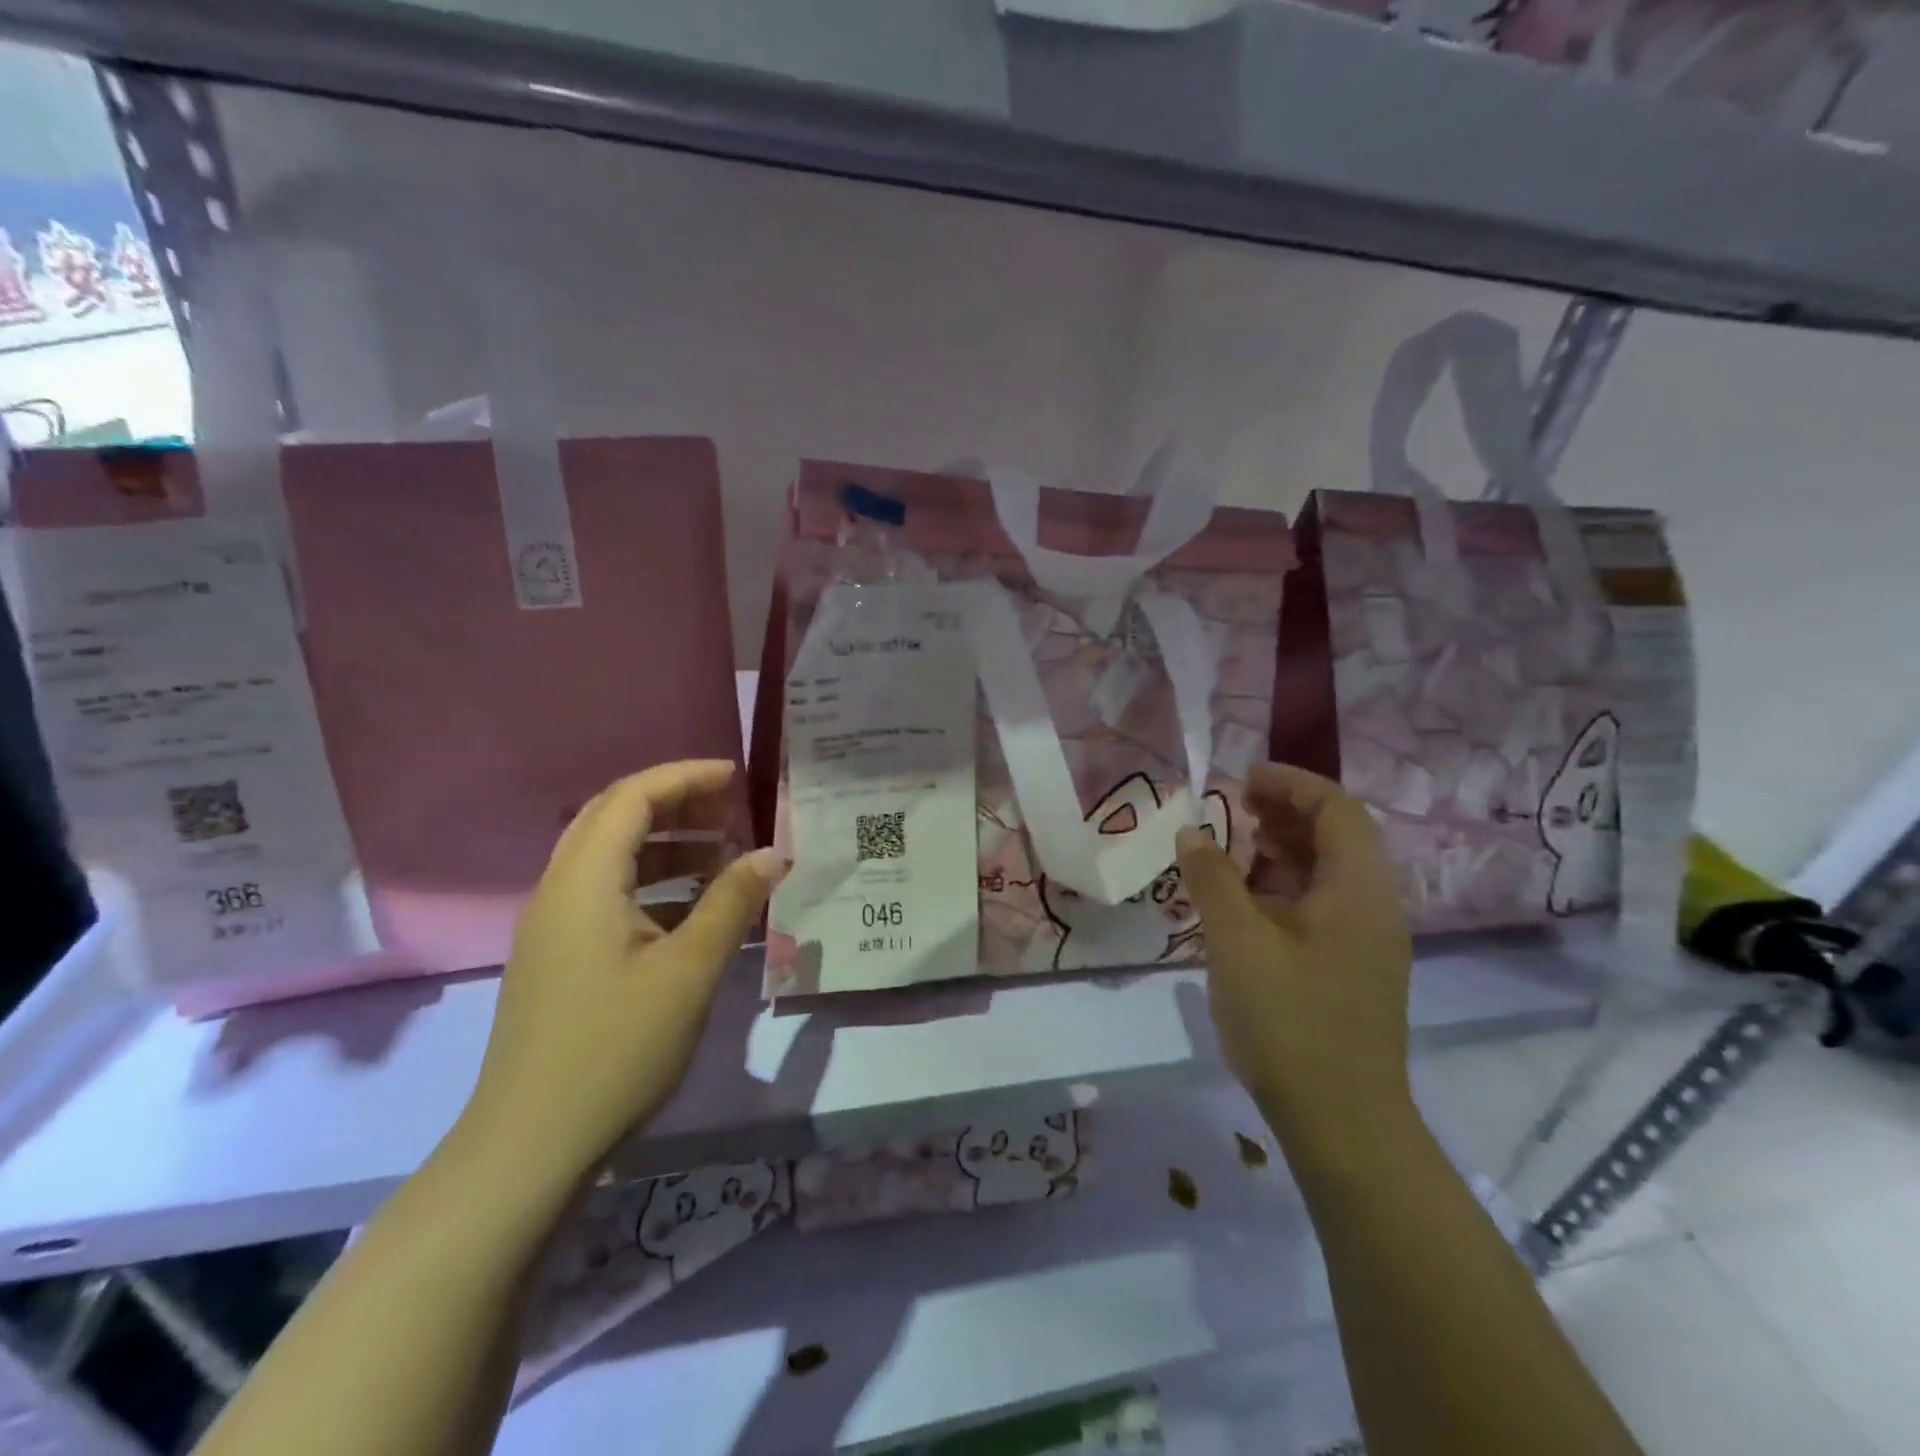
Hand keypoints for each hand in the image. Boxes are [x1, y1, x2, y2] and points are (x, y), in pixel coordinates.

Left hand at [460, 761, 783, 1191]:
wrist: (530, 1144)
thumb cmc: (615, 1048)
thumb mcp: (689, 971)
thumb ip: (732, 902)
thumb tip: (773, 853)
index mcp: (584, 882)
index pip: (631, 797)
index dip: (684, 776)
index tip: (735, 776)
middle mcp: (560, 890)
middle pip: (614, 818)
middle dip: (675, 802)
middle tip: (730, 809)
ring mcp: (553, 926)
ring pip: (610, 857)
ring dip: (665, 843)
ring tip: (721, 854)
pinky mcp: (558, 957)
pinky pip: (607, 894)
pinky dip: (652, 883)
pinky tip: (692, 908)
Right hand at [1175, 762, 1415, 1162]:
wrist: (1341, 1123)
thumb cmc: (1290, 1023)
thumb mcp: (1238, 943)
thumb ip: (1213, 880)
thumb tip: (1192, 832)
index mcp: (1359, 891)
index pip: (1337, 809)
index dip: (1291, 783)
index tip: (1241, 778)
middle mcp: (1374, 907)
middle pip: (1338, 835)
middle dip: (1286, 810)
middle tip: (1233, 806)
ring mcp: (1366, 941)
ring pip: (1329, 871)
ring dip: (1284, 847)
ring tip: (1234, 845)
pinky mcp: (1351, 967)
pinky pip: (1321, 904)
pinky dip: (1285, 885)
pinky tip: (1246, 899)